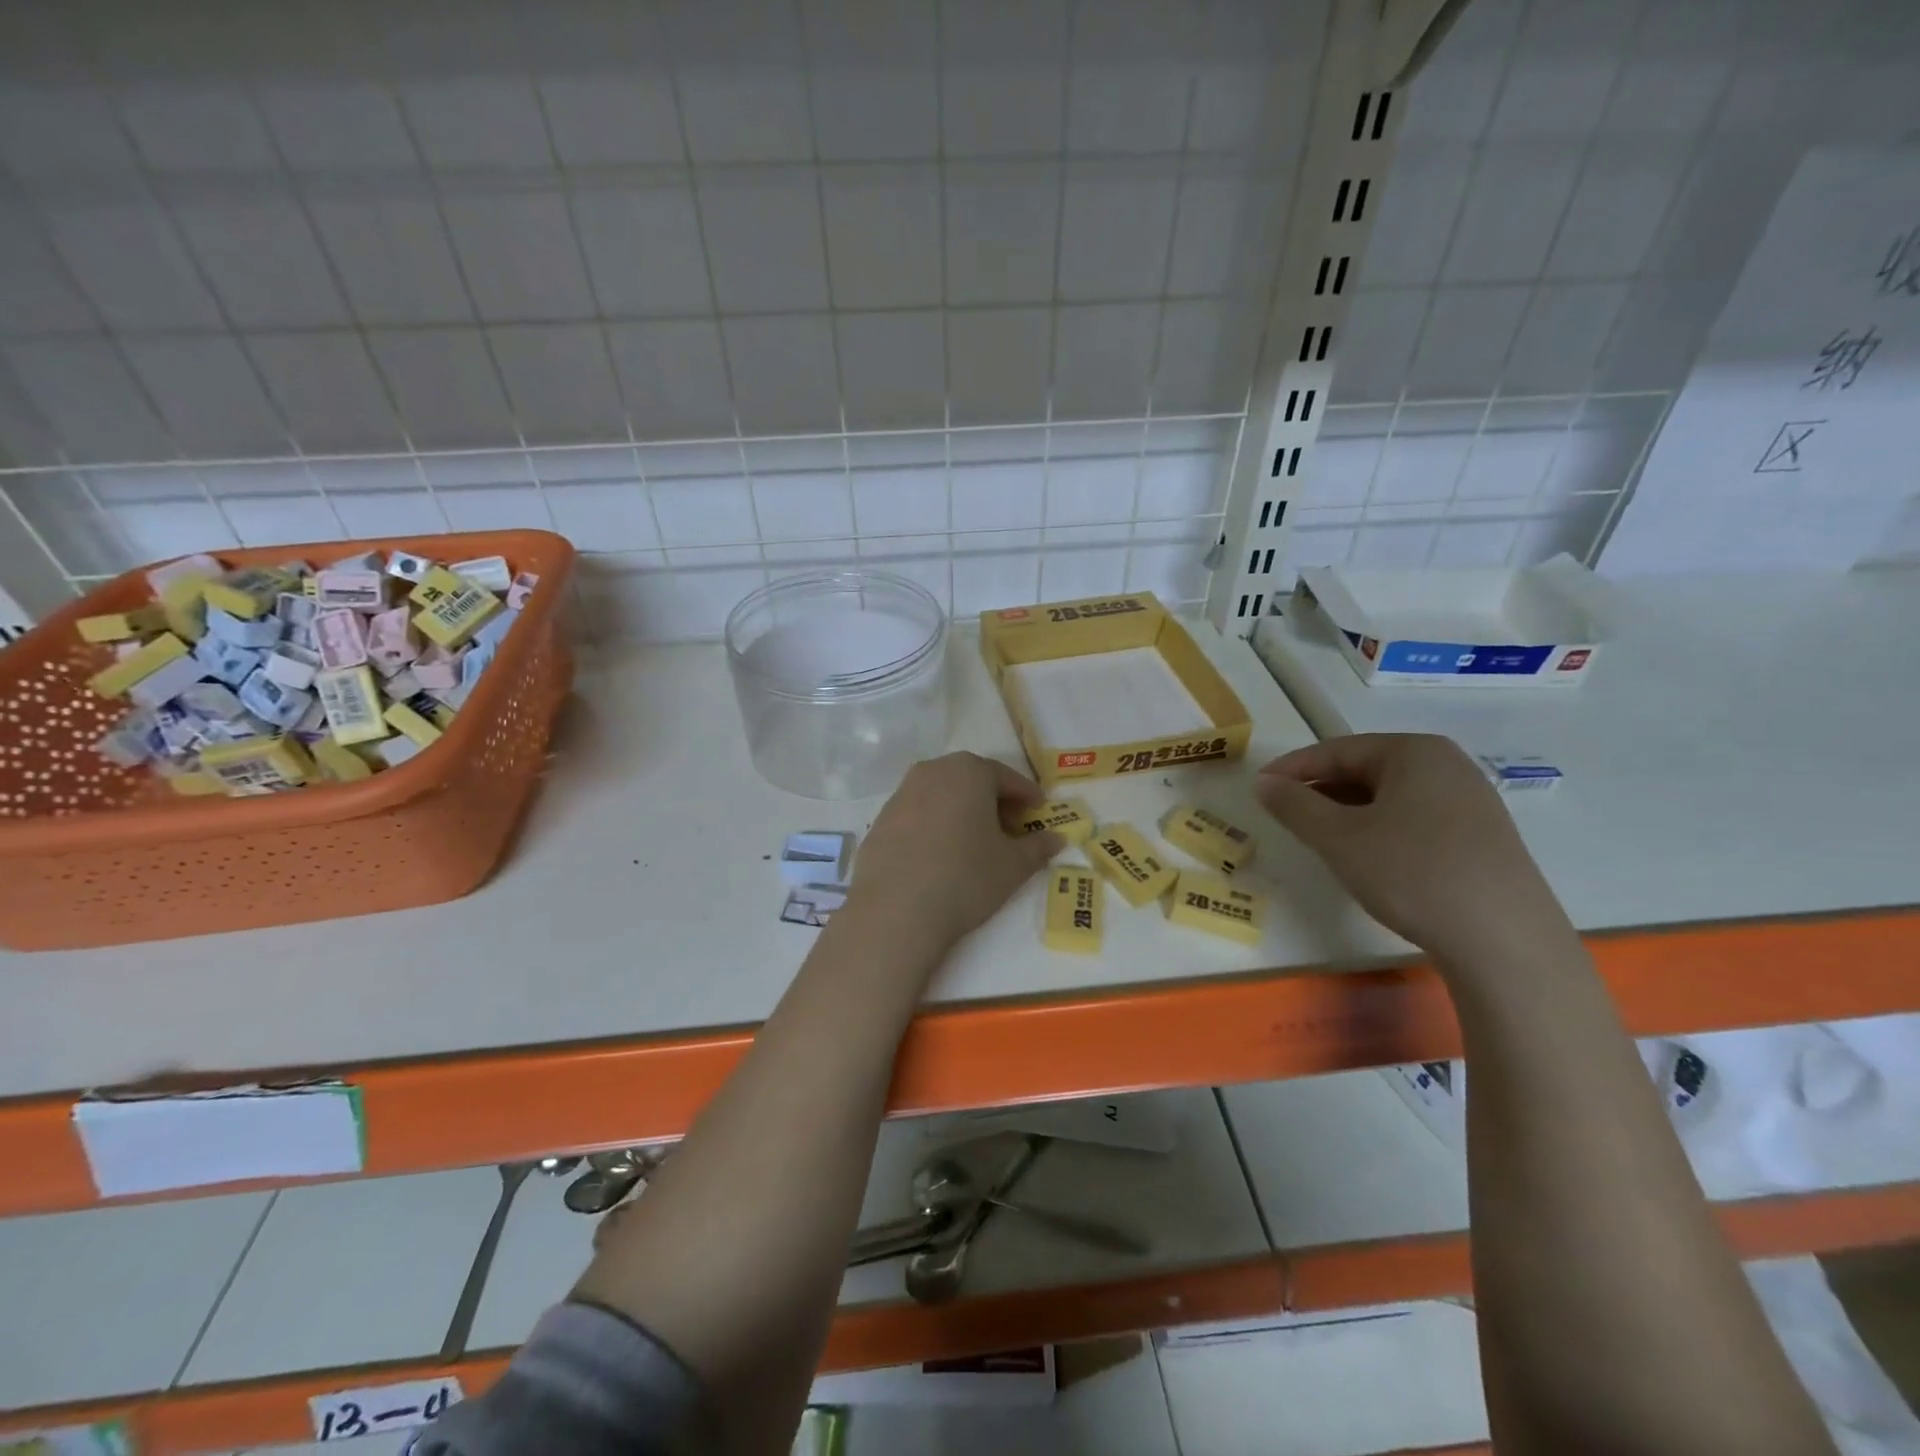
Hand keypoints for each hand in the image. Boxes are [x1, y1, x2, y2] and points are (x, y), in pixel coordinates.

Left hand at [849, 752, 1061, 948]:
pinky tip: (941, 856)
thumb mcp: (1013, 865)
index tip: (1039, 811)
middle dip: (994, 801)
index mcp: (968, 771)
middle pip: (972, 780)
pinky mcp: (880, 821)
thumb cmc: (966, 877)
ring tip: (976, 843)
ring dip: (963, 811)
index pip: (1007, 777)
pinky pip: (918, 815)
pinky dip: (935, 826)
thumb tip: (1056, 839)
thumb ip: (1038, 847)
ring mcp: (901, 794)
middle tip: (1010, 828)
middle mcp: (932, 772)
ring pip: (942, 795)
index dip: (1027, 795)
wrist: (895, 911)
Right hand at [1253, 733, 1573, 966]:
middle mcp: (1448, 765)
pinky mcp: (1482, 838)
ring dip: (1348, 812)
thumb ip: (1294, 805)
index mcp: (1415, 752)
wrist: (1504, 940)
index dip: (1293, 768)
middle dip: (1321, 790)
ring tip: (1320, 838)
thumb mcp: (1338, 838)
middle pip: (1366, 769)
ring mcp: (1471, 801)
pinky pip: (1415, 818)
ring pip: (1390, 796)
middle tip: (1286, 814)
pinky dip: (1380, 829)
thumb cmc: (1412, 873)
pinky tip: (1368, 858)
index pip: (1337, 750)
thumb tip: (1264, 782)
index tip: (1260, 788)